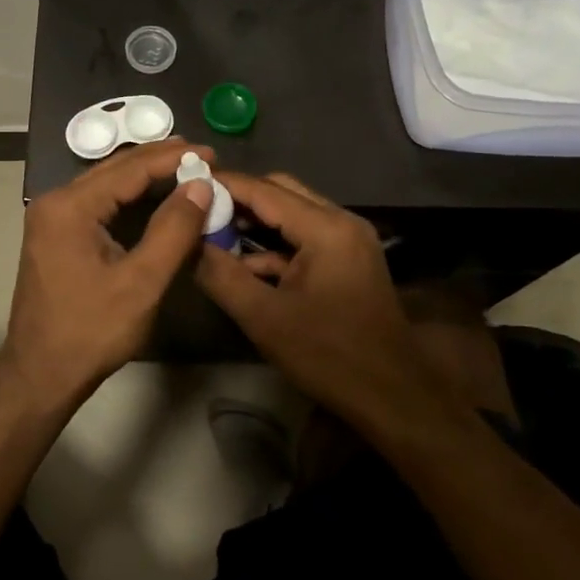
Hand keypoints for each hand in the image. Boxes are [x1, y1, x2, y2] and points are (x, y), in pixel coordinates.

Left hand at [3, 139, 213, 402]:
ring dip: (143, 175)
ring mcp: (51, 218)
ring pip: (104, 183)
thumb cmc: (91, 331)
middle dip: (158, 160)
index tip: (211, 153)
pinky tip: (152, 195)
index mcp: (70, 207)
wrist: (41, 374)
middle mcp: (55, 202)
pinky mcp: (55, 234)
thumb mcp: (142, 282)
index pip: (129, 169)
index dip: (172, 159)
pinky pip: (96, 201)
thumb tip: (201, 185)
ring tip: (184, 167)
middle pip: (114, 169)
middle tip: (202, 155)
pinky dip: (127, 195)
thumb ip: (173, 230)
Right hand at [194, 171, 472, 436]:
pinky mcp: (349, 258)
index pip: (264, 190)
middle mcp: (341, 221)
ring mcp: (349, 239)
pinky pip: (305, 236)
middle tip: (199, 211)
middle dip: (239, 200)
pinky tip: (245, 265)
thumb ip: (222, 275)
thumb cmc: (328, 355)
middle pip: (281, 192)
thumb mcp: (264, 317)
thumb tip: (188, 244)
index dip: (224, 185)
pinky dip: (275, 245)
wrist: (393, 395)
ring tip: (213, 235)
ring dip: (256, 222)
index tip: (186, 184)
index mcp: (325, 228)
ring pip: (293, 213)